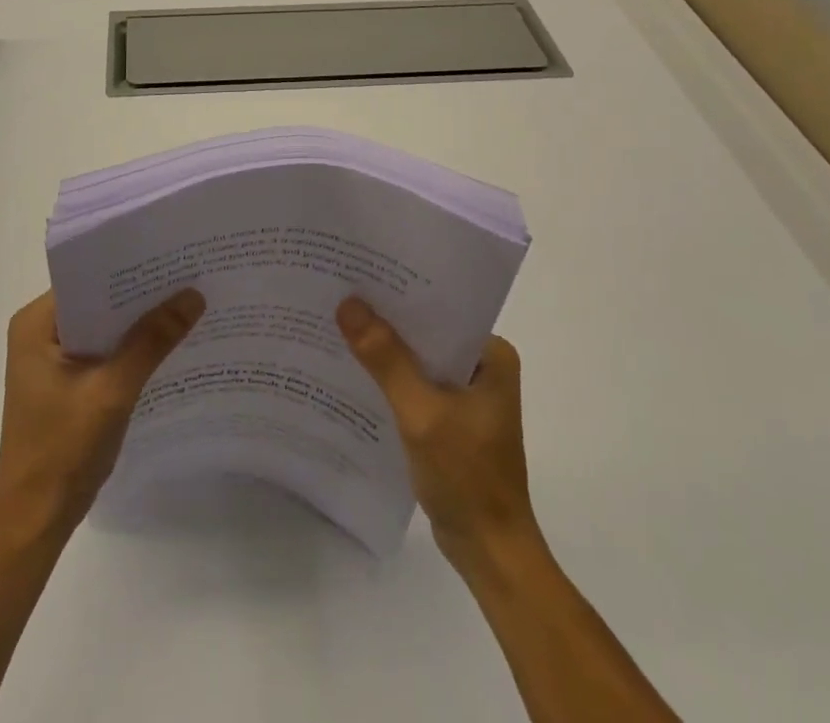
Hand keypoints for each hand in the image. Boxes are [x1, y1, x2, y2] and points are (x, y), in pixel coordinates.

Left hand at [0, 288, 204, 542]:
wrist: (34, 523)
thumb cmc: (63, 452)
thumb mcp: (112, 391)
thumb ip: (152, 341)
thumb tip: (194, 295)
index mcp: (35, 323)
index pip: (88, 277)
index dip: (129, 266)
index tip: (172, 255)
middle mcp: (39, 332)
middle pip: (97, 300)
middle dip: (140, 293)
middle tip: (189, 275)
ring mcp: (50, 359)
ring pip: (103, 326)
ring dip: (137, 322)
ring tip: (186, 302)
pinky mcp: (64, 382)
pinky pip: (102, 350)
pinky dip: (130, 348)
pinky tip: (166, 344)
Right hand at [337, 296, 541, 575]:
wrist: (490, 554)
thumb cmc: (466, 478)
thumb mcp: (422, 413)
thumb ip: (386, 360)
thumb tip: (348, 304)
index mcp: (492, 355)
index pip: (440, 308)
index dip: (399, 292)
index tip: (358, 274)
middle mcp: (482, 367)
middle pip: (426, 332)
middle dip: (386, 319)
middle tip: (339, 292)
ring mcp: (466, 394)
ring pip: (417, 358)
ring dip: (384, 349)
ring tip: (337, 323)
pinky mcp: (450, 418)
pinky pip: (414, 384)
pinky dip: (389, 379)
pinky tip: (353, 371)